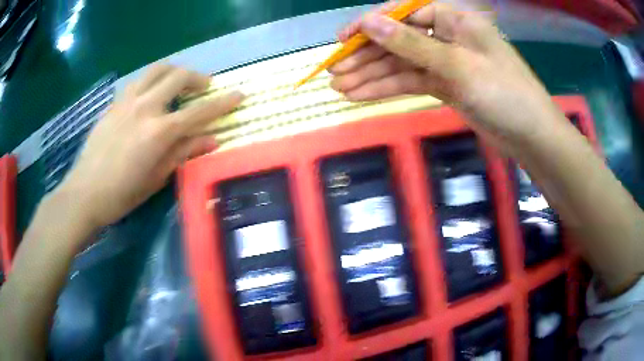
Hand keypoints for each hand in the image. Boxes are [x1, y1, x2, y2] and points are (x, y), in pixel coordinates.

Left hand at [58, 65, 243, 228]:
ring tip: (180, 81)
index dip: (223, 103)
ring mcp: (127, 101)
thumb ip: (184, 152)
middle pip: (179, 77)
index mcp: (159, 131)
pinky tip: (152, 93)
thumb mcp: (157, 177)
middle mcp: (145, 107)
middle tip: (205, 86)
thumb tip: (212, 139)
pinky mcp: (115, 102)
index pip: (200, 111)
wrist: (85, 192)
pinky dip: (153, 80)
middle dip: (198, 78)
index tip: (240, 94)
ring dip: (175, 71)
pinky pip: (139, 80)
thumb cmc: (123, 193)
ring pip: (157, 70)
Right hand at [330, 1, 561, 142]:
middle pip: (397, 40)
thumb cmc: (503, 92)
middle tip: (333, 71)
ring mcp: (444, 62)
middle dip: (365, 55)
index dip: (370, 24)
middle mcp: (446, 36)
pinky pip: (411, 82)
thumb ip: (410, 43)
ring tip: (339, 88)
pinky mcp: (445, 86)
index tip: (341, 39)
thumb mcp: (456, 64)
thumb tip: (369, 22)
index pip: (403, 13)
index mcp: (453, 19)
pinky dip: (388, 89)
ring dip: (371, 75)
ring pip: (401, 64)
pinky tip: (362, 95)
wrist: (530, 135)